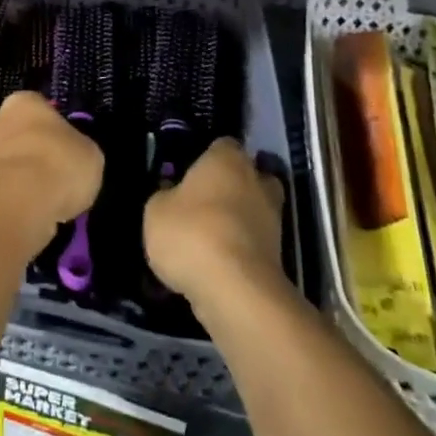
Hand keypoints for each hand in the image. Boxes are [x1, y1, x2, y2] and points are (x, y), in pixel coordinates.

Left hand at [0, 91, 102, 244]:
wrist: (18, 203)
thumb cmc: (59, 165)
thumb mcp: (90, 154)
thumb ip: (77, 149)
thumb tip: (71, 155)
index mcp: (24, 102)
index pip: (40, 108)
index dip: (54, 130)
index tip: (66, 151)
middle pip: (17, 134)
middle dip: (30, 152)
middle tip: (53, 176)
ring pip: (3, 162)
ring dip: (16, 176)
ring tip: (40, 201)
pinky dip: (6, 199)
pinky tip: (22, 213)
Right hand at [145, 138, 284, 301]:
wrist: (235, 290)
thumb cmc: (191, 233)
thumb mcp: (156, 210)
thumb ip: (165, 195)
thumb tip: (172, 194)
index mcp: (227, 160)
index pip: (222, 145)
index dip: (206, 156)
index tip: (189, 171)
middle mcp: (257, 182)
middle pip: (248, 175)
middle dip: (231, 186)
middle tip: (202, 201)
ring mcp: (273, 220)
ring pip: (254, 210)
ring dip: (237, 219)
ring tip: (206, 236)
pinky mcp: (279, 256)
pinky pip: (254, 242)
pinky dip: (240, 248)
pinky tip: (215, 262)